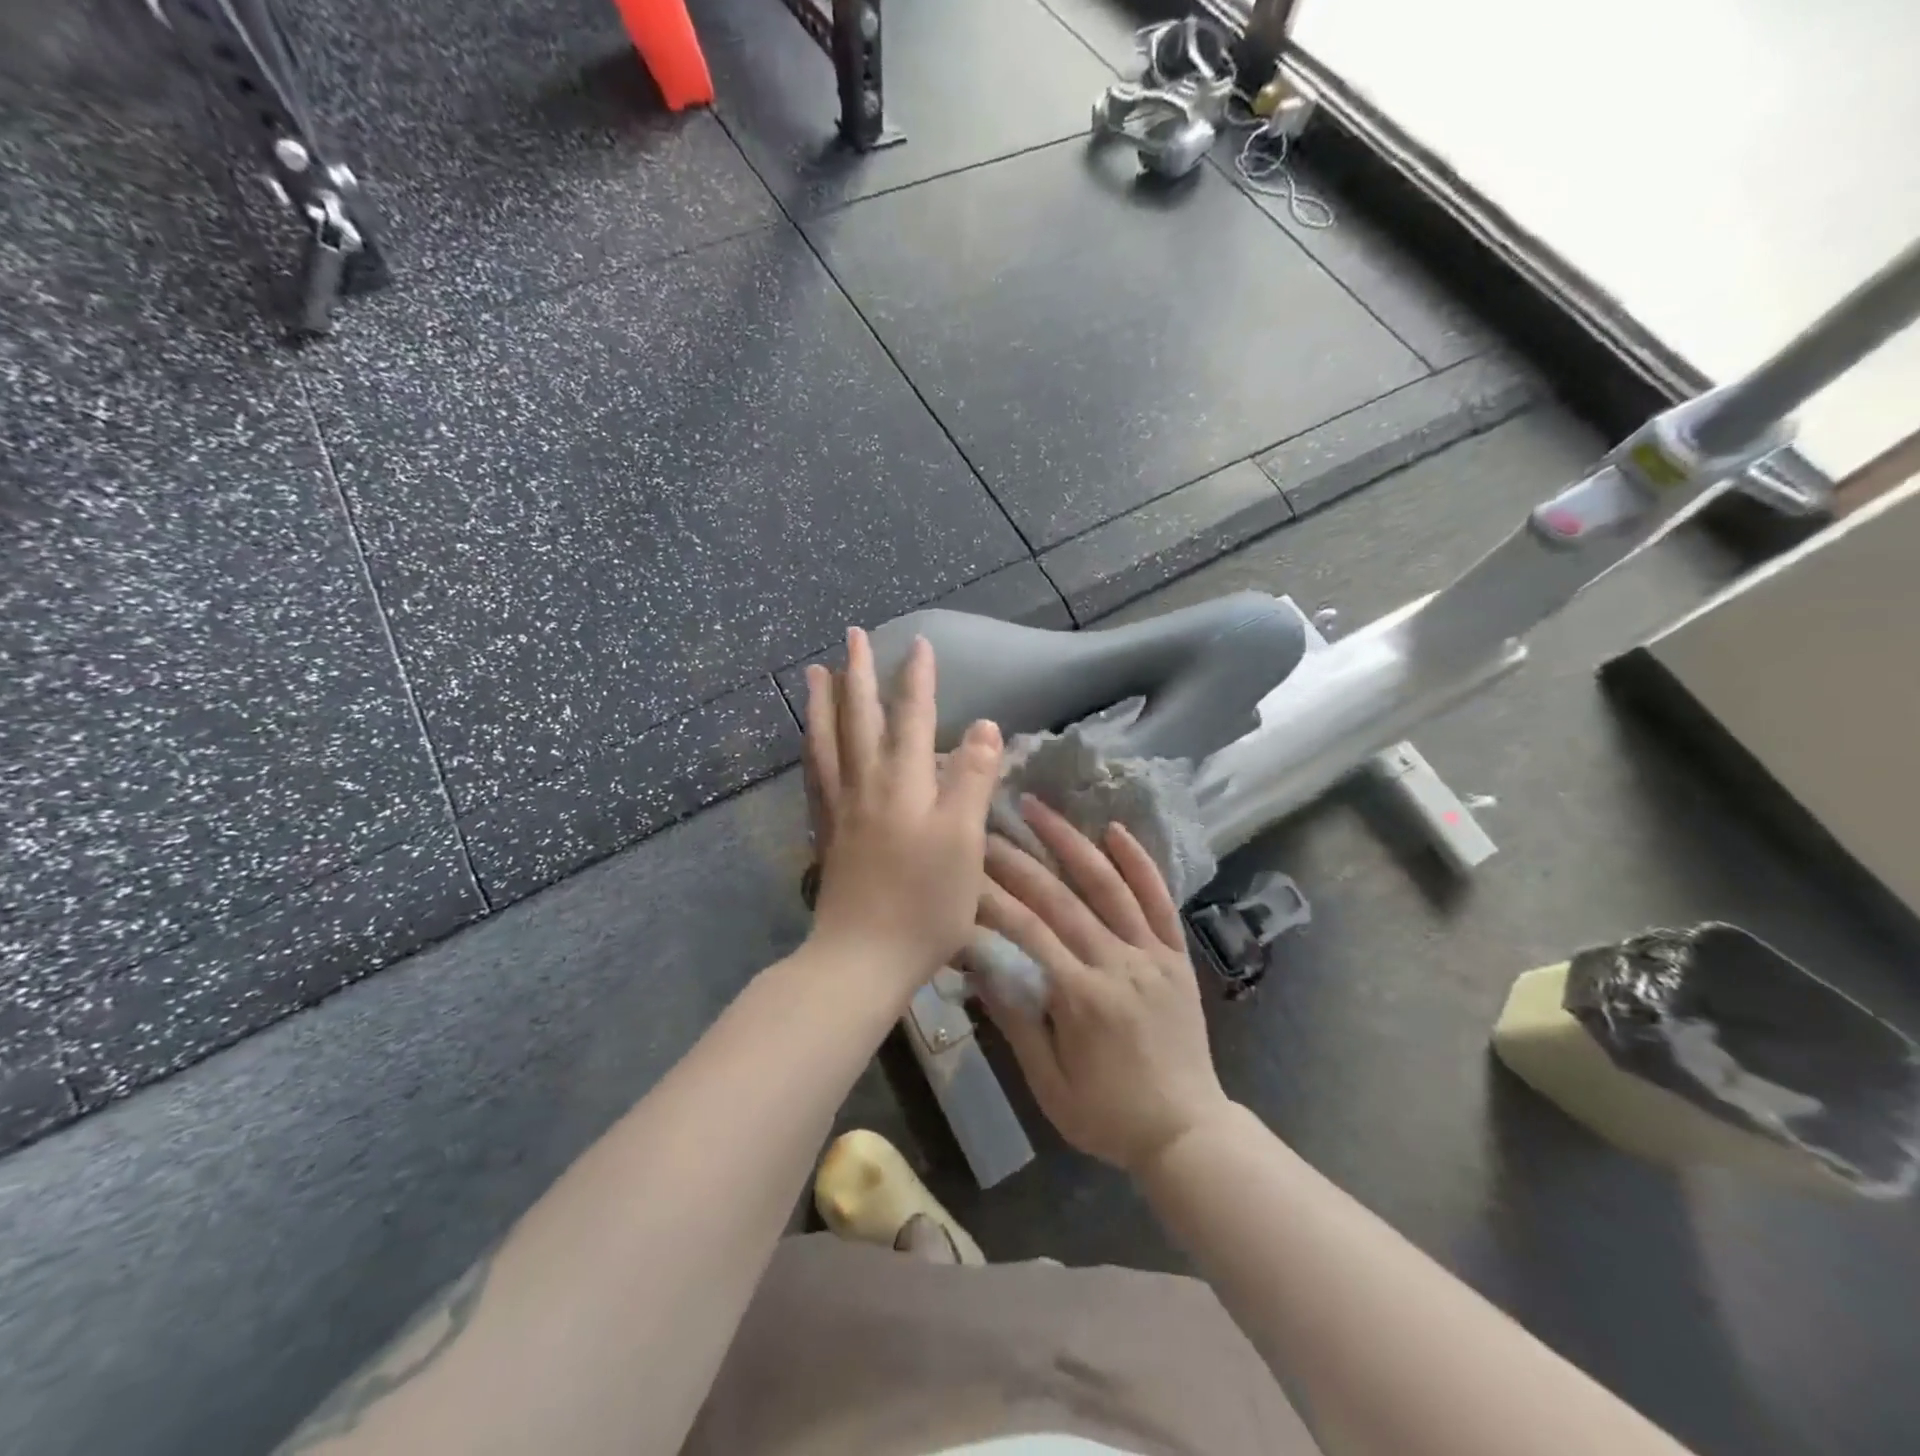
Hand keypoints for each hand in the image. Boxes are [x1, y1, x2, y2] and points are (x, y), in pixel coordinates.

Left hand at [804, 627, 1002, 995]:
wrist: (862, 958)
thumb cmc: (924, 903)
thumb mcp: (963, 840)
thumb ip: (972, 779)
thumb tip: (984, 726)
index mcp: (902, 783)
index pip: (912, 717)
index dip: (917, 679)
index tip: (918, 644)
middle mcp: (865, 785)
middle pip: (859, 718)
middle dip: (858, 674)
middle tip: (852, 635)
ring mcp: (840, 809)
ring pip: (827, 741)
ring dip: (823, 702)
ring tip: (817, 672)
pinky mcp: (827, 834)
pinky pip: (814, 776)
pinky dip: (811, 748)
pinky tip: (810, 742)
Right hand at [978, 797, 1233, 1176]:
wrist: (1187, 1133)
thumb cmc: (1108, 1116)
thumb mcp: (1049, 1084)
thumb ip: (1016, 1022)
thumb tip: (977, 967)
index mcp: (1082, 997)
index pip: (1027, 931)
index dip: (990, 896)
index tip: (962, 868)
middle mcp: (1118, 964)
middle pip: (1060, 899)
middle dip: (1017, 859)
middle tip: (985, 825)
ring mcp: (1153, 954)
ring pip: (1108, 886)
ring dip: (1071, 842)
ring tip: (1039, 807)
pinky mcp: (1177, 954)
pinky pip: (1160, 901)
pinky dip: (1139, 862)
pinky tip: (1114, 829)